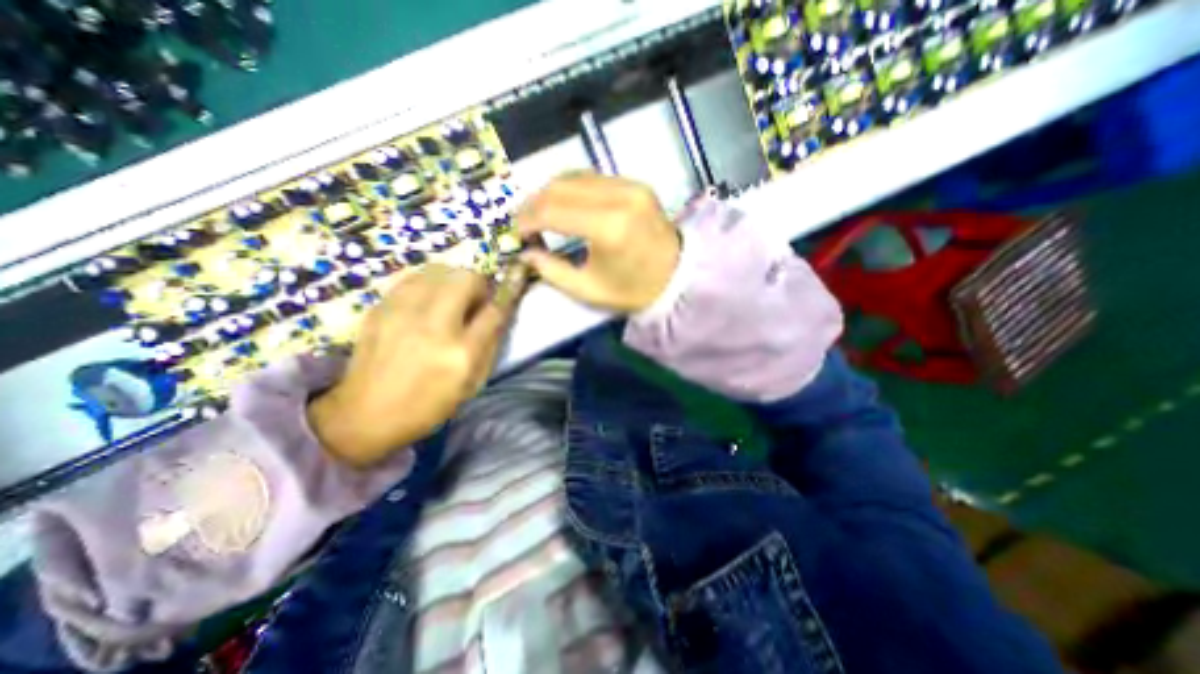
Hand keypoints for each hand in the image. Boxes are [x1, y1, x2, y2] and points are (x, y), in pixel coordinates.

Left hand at [305, 263, 517, 468]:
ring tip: (451, 297)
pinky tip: (427, 300)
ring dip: (454, 279)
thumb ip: (490, 345)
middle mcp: (433, 326)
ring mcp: (402, 313)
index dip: (505, 298)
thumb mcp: (472, 384)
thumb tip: (498, 313)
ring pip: (439, 269)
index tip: (506, 295)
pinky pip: (413, 278)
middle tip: (476, 300)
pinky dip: (429, 282)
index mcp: (461, 353)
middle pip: (467, 278)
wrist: (363, 415)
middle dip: (479, 284)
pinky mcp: (380, 308)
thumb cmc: (428, 405)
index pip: (494, 311)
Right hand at [519, 171, 684, 312]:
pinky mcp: (636, 184)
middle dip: (534, 203)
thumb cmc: (633, 291)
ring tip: (539, 213)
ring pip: (575, 176)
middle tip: (523, 222)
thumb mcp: (589, 290)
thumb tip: (525, 253)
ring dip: (550, 192)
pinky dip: (572, 188)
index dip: (527, 219)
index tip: (516, 233)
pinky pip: (593, 177)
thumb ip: (552, 271)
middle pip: (560, 186)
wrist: (678, 278)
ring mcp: (630, 186)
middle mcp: (619, 197)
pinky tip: (564, 204)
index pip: (553, 211)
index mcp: (608, 228)